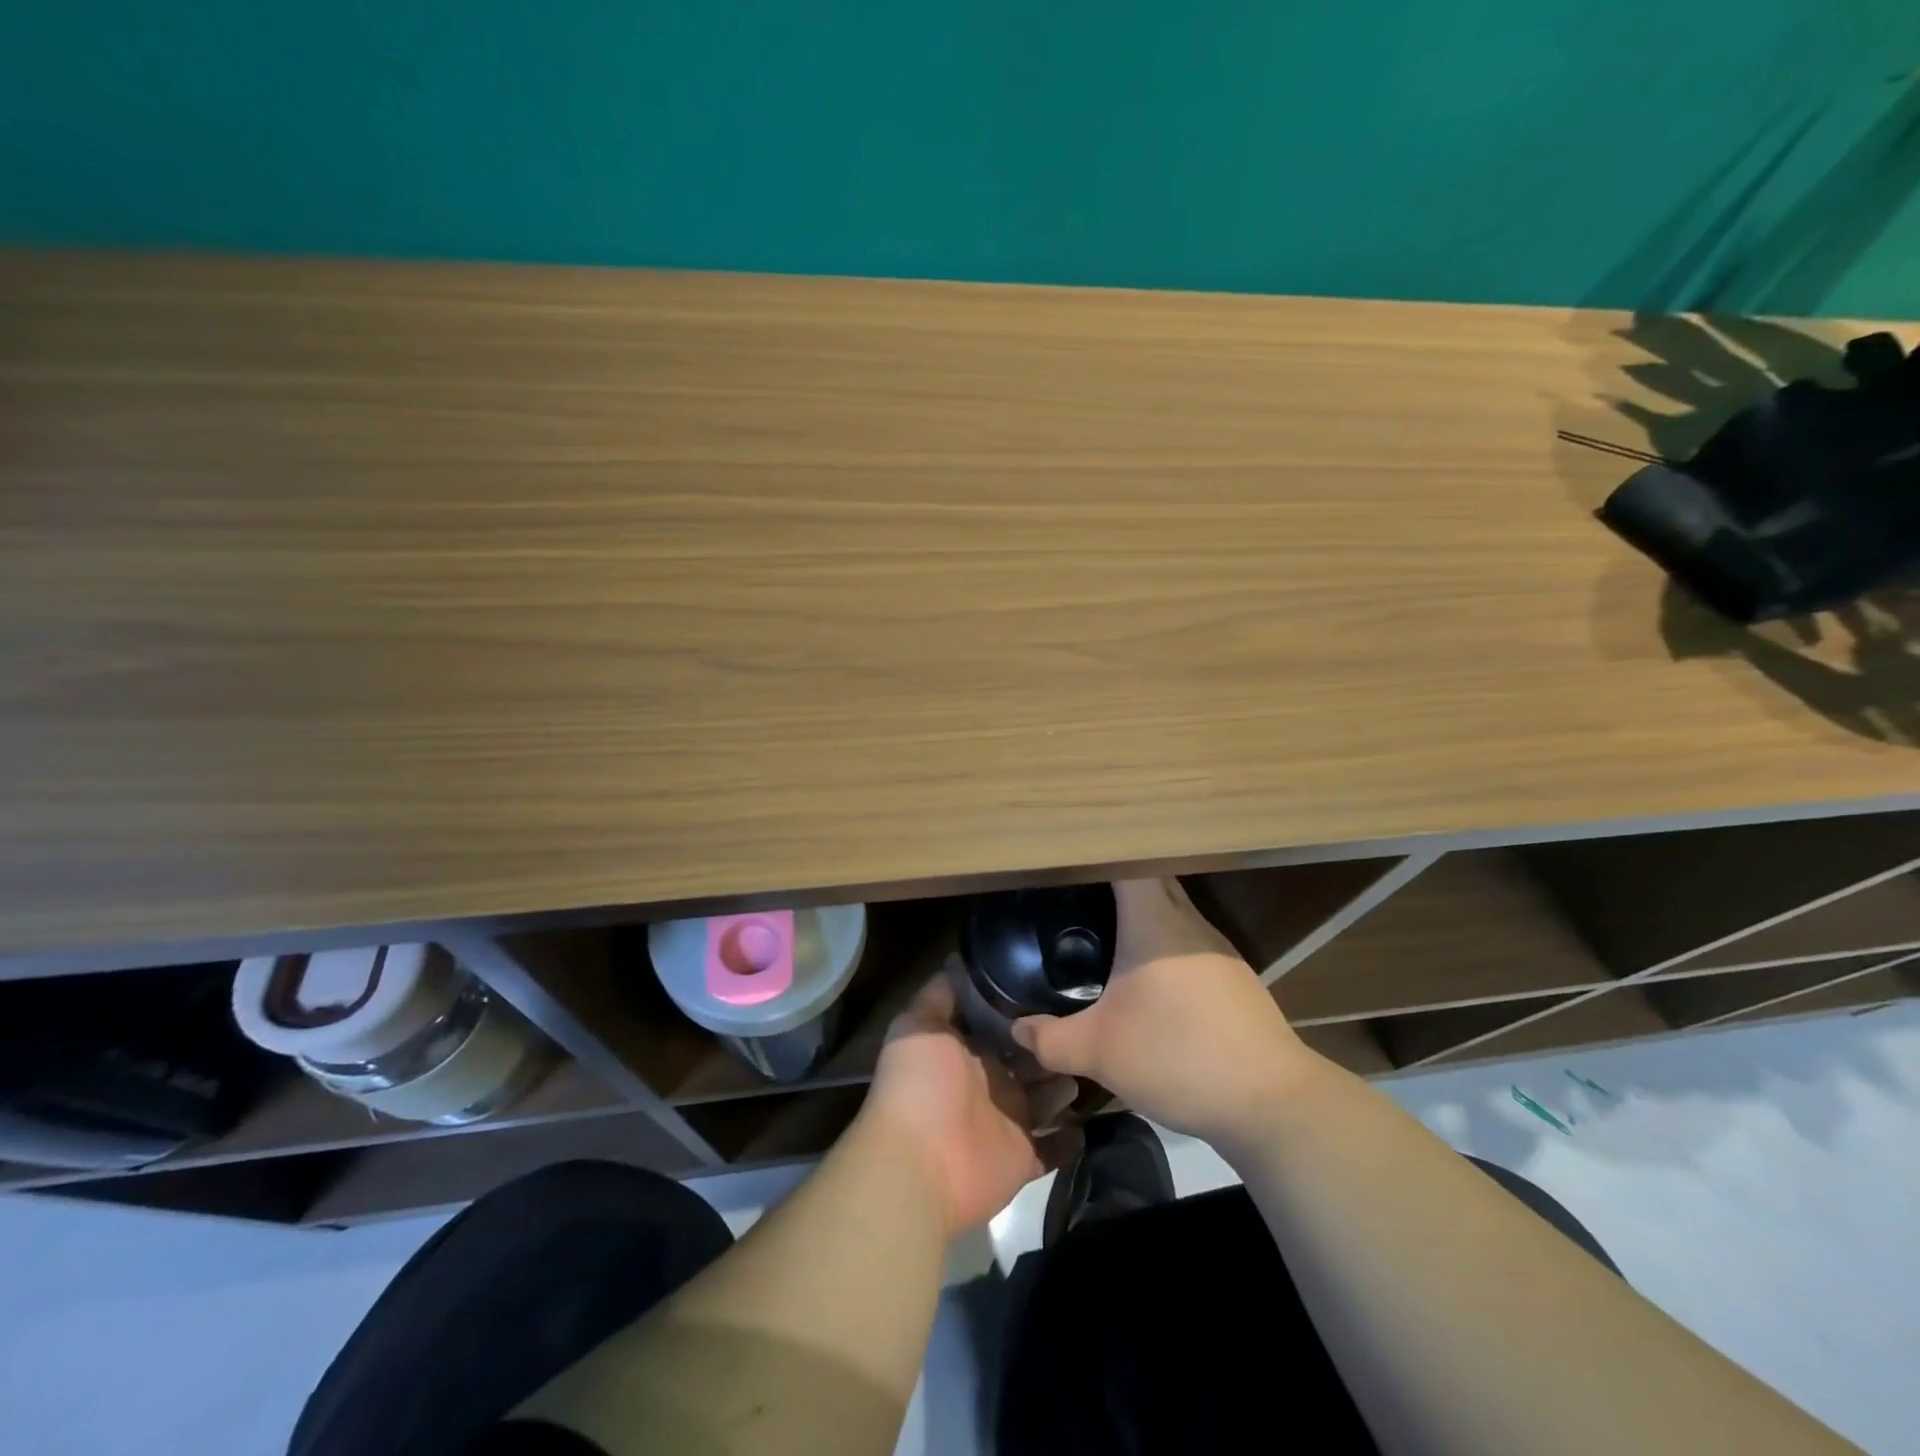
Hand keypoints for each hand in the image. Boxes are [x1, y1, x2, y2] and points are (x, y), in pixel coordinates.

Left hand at [859, 962, 1077, 1235]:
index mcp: (966, 1050)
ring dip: (1066, 1084)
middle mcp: (988, 1082)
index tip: (1056, 983)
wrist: (918, 1164)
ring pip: (1046, 1099)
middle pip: (1028, 1060)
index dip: (1023, 1006)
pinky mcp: (1022, 1158)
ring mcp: (1007, 1121)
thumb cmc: (920, 1085)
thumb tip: (959, 958)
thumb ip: (941, 993)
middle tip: (1091, 1021)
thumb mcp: (920, 1025)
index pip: (1000, 1023)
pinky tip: (1092, 1119)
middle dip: (1052, 1043)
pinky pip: (1053, 1149)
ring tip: (1097, 1060)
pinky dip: (1070, 1139)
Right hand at [1013, 879, 1308, 1141]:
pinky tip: (1148, 978)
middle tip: (1075, 891)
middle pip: (1152, 880)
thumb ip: (1050, 1038)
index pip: (1129, 860)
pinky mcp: (1235, 978)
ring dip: (1143, 915)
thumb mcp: (1099, 1052)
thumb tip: (1017, 1029)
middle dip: (1115, 880)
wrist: (1271, 1102)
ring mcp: (1218, 949)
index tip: (1072, 852)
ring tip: (1103, 929)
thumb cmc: (1177, 1056)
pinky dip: (1164, 945)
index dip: (1100, 849)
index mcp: (1155, 921)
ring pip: (1174, 912)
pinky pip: (1189, 942)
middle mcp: (1190, 922)